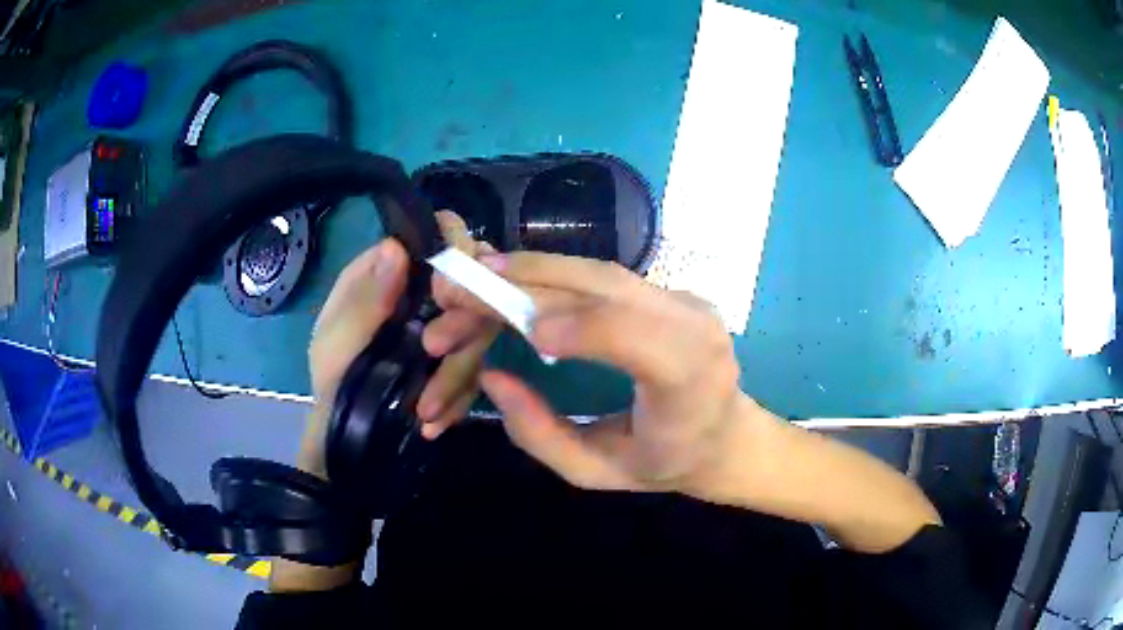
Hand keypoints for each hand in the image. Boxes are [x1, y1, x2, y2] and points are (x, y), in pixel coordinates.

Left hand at [303, 212, 498, 473]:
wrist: (347, 434)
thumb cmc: (333, 379)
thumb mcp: (338, 341)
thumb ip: (366, 299)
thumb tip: (395, 247)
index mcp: (390, 274)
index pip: (438, 237)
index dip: (454, 253)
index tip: (446, 289)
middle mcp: (423, 294)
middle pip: (470, 287)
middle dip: (460, 324)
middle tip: (435, 350)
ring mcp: (444, 328)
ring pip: (479, 335)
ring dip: (455, 375)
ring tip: (425, 411)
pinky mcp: (457, 364)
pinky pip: (477, 374)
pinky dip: (458, 400)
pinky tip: (435, 421)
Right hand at [454, 253, 938, 552]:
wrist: (728, 436)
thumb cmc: (668, 464)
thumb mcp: (599, 472)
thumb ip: (541, 434)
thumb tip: (493, 376)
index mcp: (690, 379)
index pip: (635, 337)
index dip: (579, 327)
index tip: (524, 331)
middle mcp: (693, 324)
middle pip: (607, 286)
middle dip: (530, 280)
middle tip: (467, 283)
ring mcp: (685, 300)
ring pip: (600, 271)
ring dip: (534, 269)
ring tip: (480, 273)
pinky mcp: (669, 292)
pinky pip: (603, 276)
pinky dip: (554, 274)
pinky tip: (517, 275)